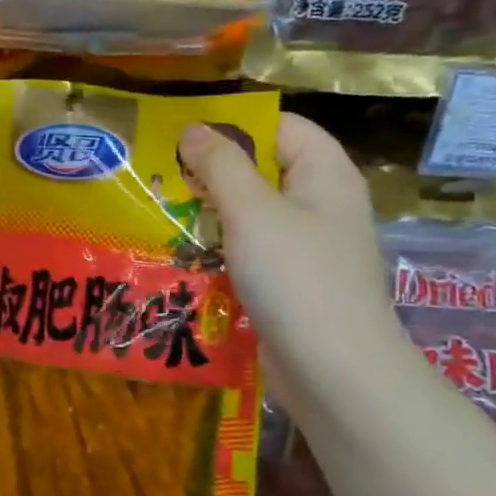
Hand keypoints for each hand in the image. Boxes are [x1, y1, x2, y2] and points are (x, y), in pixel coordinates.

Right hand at [177, 115, 410, 403]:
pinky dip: (221, 248)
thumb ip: (220, 165)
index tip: (180, 136)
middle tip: (160, 176)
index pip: (280, 126)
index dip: (233, 124)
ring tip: (162, 213)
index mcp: (325, 174)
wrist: (335, 371)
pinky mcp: (293, 282)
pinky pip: (252, 251)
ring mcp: (308, 246)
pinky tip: (185, 256)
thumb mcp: (252, 211)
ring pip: (253, 213)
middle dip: (212, 171)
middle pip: (263, 169)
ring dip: (210, 213)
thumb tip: (193, 128)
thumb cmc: (296, 278)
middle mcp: (321, 203)